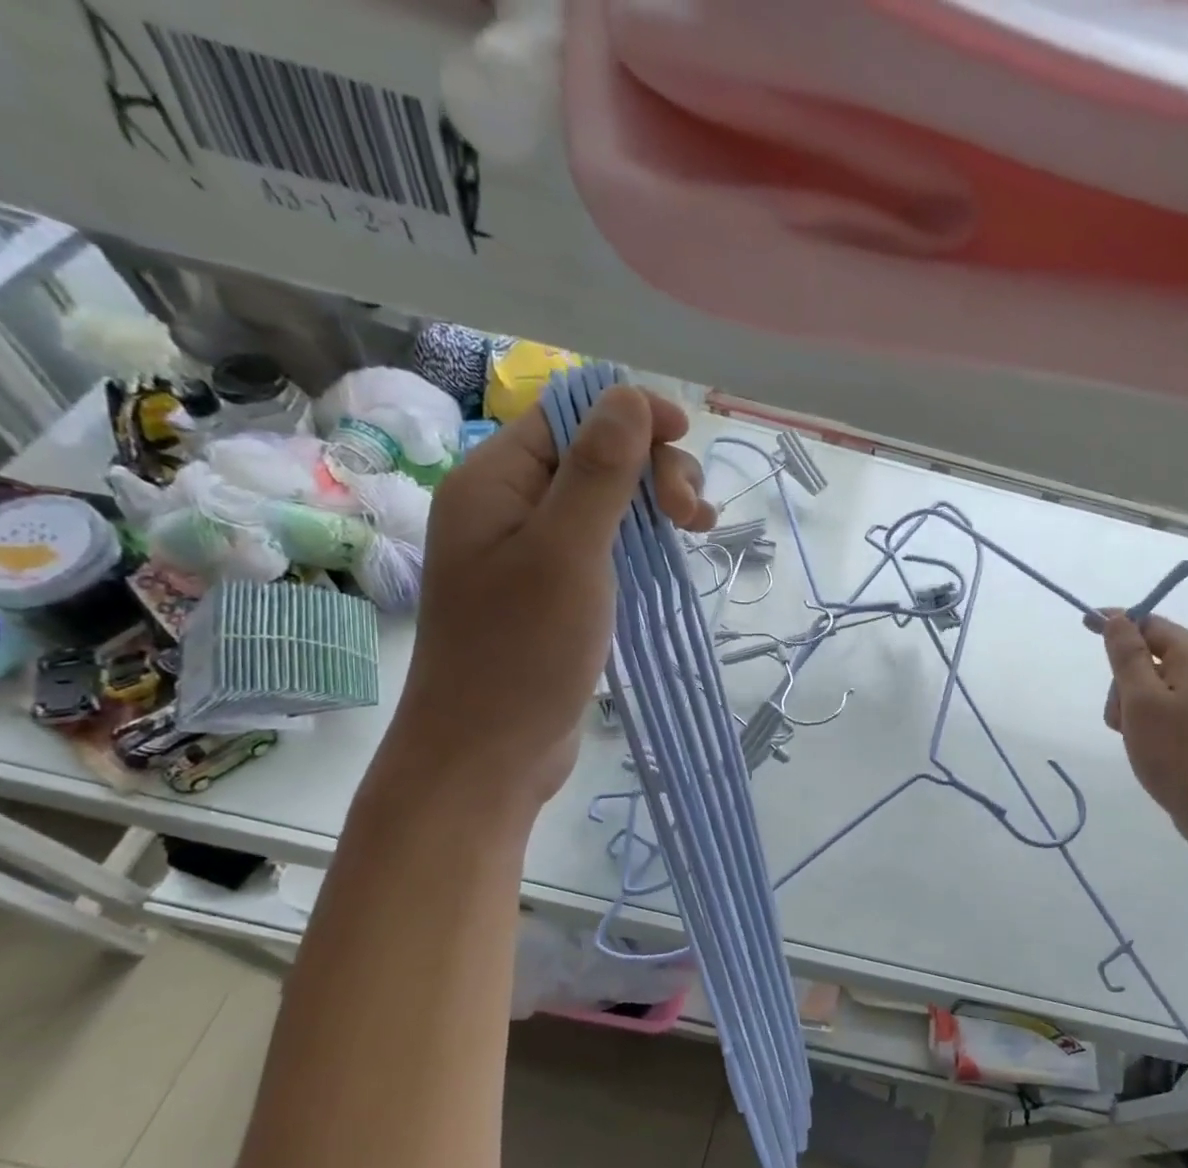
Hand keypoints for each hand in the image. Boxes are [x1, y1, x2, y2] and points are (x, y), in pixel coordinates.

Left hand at [381, 385, 713, 820]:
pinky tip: (673, 555)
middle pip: (594, 454)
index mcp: (497, 480)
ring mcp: (532, 553)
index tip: (686, 442)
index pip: (571, 414)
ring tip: (698, 530)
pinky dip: (643, 543)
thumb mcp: (568, 553)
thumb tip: (631, 395)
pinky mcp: (555, 594)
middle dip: (653, 468)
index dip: (633, 417)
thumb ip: (599, 472)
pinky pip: (604, 547)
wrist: (489, 753)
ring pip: (606, 502)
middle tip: (693, 516)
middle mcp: (511, 506)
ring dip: (656, 505)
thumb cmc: (523, 652)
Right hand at [1101, 612, 1187, 839]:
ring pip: (1151, 683)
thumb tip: (1116, 618)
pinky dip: (1146, 718)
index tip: (1084, 626)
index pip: (1149, 623)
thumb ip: (1126, 656)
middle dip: (1122, 681)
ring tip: (1133, 737)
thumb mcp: (1141, 701)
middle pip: (1148, 655)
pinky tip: (1144, 743)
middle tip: (1121, 716)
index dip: (1116, 624)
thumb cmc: (1177, 752)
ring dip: (1130, 704)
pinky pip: (1163, 704)